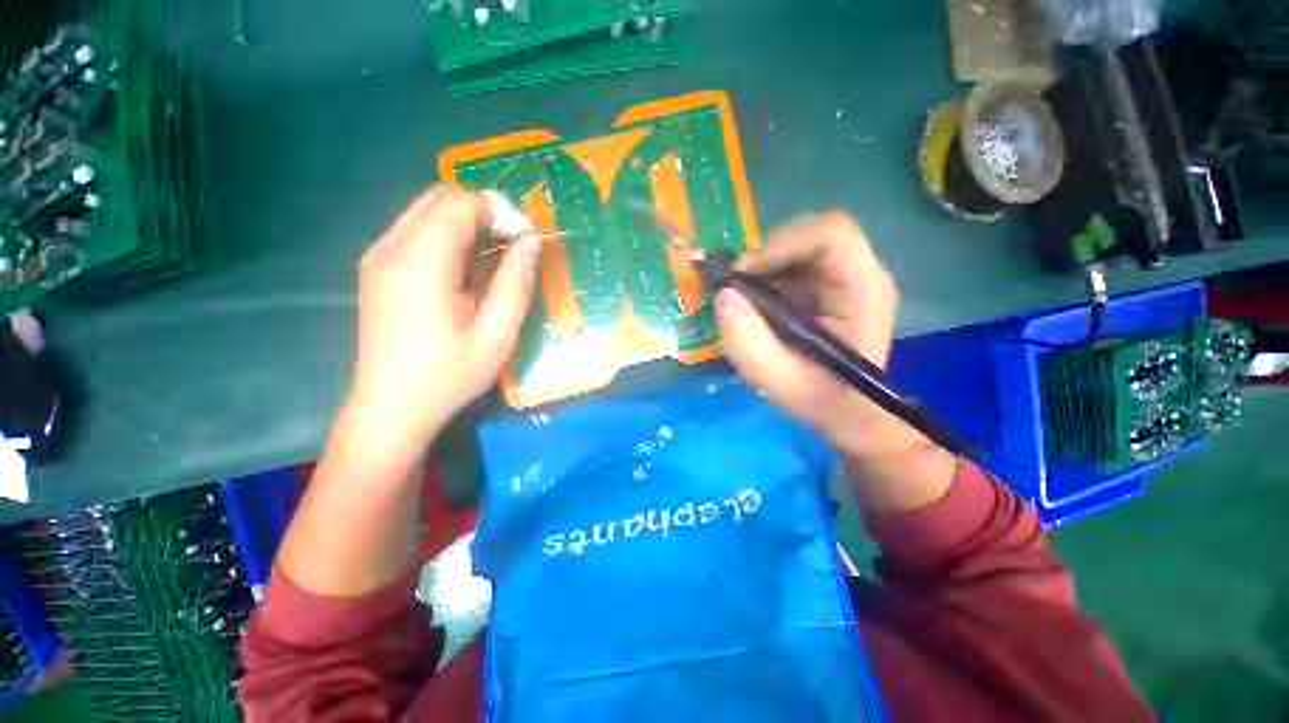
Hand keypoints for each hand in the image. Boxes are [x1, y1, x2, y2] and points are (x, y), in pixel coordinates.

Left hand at [345, 184, 541, 456]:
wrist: (390, 408)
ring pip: (425, 212)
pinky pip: (414, 232)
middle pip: (439, 198)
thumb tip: (531, 240)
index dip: (497, 212)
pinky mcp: (376, 269)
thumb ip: (515, 282)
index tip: (522, 240)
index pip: (459, 204)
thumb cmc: (449, 375)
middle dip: (480, 213)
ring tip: (489, 264)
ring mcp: (378, 257)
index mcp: (421, 263)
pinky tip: (461, 275)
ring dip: (463, 225)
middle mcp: (391, 248)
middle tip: (508, 250)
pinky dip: (445, 238)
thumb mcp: (497, 334)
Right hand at [716, 212, 955, 509]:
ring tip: (742, 294)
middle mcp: (858, 273)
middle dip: (766, 254)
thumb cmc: (820, 398)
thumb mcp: (778, 381)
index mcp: (864, 290)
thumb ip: (748, 343)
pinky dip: (764, 273)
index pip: (832, 235)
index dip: (783, 243)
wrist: (843, 408)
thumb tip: (724, 294)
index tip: (744, 274)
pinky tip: (754, 299)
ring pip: (797, 244)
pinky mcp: (822, 283)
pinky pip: (790, 261)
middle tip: (736, 286)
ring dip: (762, 264)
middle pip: (810, 233)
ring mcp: (841, 276)